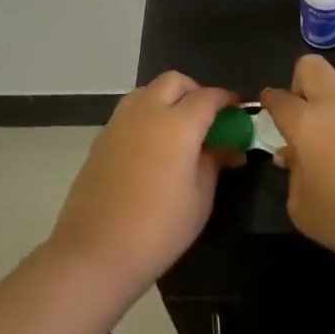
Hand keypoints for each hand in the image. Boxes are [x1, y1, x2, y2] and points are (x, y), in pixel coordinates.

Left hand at [50, 72, 238, 296]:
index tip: (238, 112)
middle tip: (207, 120)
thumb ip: (214, 162)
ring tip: (178, 132)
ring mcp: (119, 123)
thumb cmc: (159, 228)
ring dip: (167, 100)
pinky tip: (152, 148)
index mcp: (177, 124)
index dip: (227, 100)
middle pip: (174, 82)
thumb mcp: (200, 198)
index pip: (208, 96)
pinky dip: (146, 116)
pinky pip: (129, 112)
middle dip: (195, 92)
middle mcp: (147, 112)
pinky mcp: (101, 139)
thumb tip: (227, 147)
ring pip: (147, 91)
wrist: (96, 252)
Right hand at [261, 56, 334, 289]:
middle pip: (311, 66)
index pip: (279, 98)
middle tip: (302, 111)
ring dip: (333, 87)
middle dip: (300, 82)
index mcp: (306, 122)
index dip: (269, 102)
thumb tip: (293, 156)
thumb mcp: (304, 209)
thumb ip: (293, 176)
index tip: (268, 108)